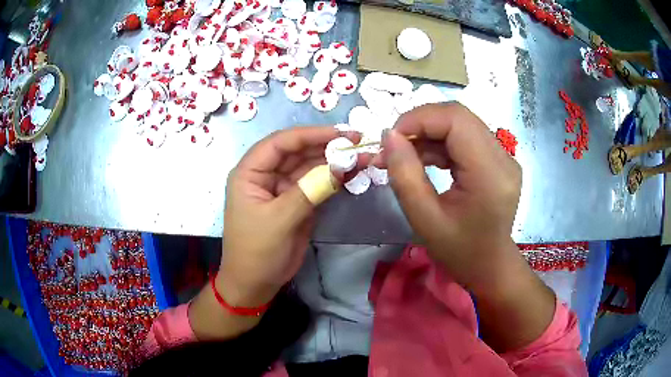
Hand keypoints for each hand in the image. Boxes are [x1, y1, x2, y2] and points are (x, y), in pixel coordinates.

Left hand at [220, 126, 359, 306]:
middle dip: (327, 146)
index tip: (340, 134)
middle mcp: (266, 174)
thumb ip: (310, 191)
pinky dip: (333, 179)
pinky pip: (316, 184)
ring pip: (309, 167)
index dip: (310, 134)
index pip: (280, 143)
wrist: (256, 284)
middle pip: (298, 152)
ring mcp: (283, 188)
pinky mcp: (297, 202)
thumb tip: (341, 167)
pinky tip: (352, 173)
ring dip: (334, 162)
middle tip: (358, 142)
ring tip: (362, 156)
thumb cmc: (257, 252)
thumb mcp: (280, 220)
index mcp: (250, 172)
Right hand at [374, 103, 521, 287]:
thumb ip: (404, 174)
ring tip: (404, 156)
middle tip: (394, 146)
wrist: (489, 267)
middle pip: (459, 117)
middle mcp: (503, 158)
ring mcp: (504, 158)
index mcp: (490, 175)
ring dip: (429, 133)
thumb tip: (389, 136)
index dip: (419, 118)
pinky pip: (466, 138)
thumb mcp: (424, 219)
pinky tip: (424, 159)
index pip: (456, 120)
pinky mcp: (499, 160)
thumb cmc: (459, 252)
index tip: (391, 138)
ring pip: (461, 124)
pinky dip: (440, 143)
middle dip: (421, 123)